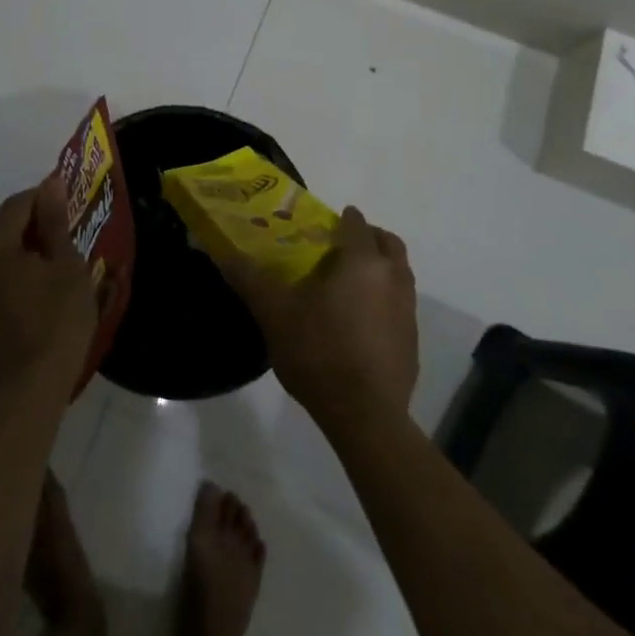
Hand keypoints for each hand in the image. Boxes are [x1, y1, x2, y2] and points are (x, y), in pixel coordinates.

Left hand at [0, 176, 98, 396]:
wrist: (27, 391)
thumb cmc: (55, 322)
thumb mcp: (66, 265)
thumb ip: (55, 221)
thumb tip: (52, 184)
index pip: (21, 203)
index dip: (50, 199)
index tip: (76, 207)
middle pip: (5, 224)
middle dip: (36, 224)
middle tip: (69, 234)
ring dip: (24, 247)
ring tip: (57, 258)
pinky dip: (12, 269)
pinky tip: (38, 283)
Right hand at [211, 206, 417, 428]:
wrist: (365, 416)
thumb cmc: (319, 352)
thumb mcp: (274, 313)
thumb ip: (249, 278)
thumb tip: (222, 252)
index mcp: (362, 261)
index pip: (355, 224)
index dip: (339, 219)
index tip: (321, 225)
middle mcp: (393, 277)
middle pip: (387, 243)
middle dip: (367, 237)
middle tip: (338, 248)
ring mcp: (408, 310)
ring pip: (399, 273)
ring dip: (379, 268)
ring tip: (347, 284)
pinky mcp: (413, 341)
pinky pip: (400, 305)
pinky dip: (384, 301)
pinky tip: (359, 323)